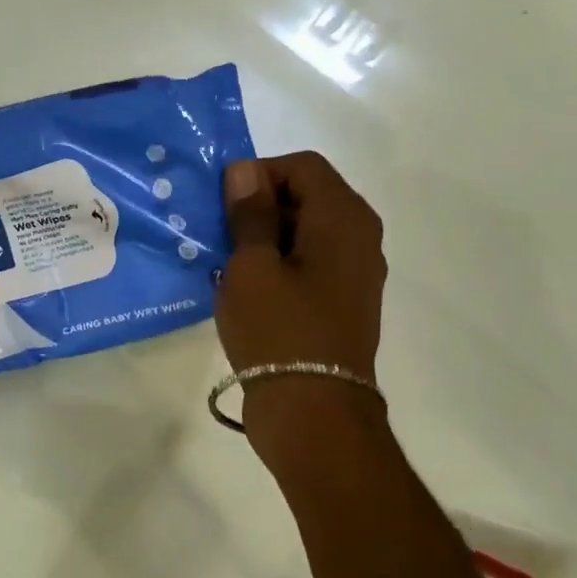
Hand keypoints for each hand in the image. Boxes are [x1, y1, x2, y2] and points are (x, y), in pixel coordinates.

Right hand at [214, 152, 386, 472]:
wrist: (313, 412)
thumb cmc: (278, 330)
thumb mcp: (251, 265)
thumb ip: (249, 213)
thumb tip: (246, 170)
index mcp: (343, 217)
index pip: (302, 166)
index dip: (258, 174)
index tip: (221, 206)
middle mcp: (359, 237)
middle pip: (307, 195)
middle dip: (258, 206)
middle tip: (217, 235)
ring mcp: (355, 272)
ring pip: (305, 231)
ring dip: (264, 238)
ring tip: (225, 264)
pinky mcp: (343, 302)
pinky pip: (309, 263)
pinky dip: (278, 264)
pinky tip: (246, 290)